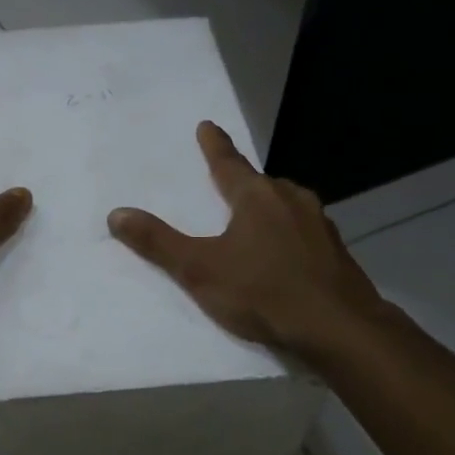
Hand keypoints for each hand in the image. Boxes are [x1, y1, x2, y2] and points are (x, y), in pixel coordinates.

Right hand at [108, 121, 390, 357]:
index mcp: (257, 197)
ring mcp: (320, 225)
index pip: (228, 163)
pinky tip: (285, 258)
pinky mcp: (336, 252)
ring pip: (287, 207)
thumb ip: (158, 243)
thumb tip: (116, 214)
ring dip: (269, 210)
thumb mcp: (200, 269)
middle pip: (261, 184)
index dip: (214, 146)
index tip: (208, 126)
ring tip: (253, 224)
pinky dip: (289, 236)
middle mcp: (292, 200)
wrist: (338, 328)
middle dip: (243, 184)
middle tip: (227, 187)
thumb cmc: (263, 292)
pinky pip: (304, 233)